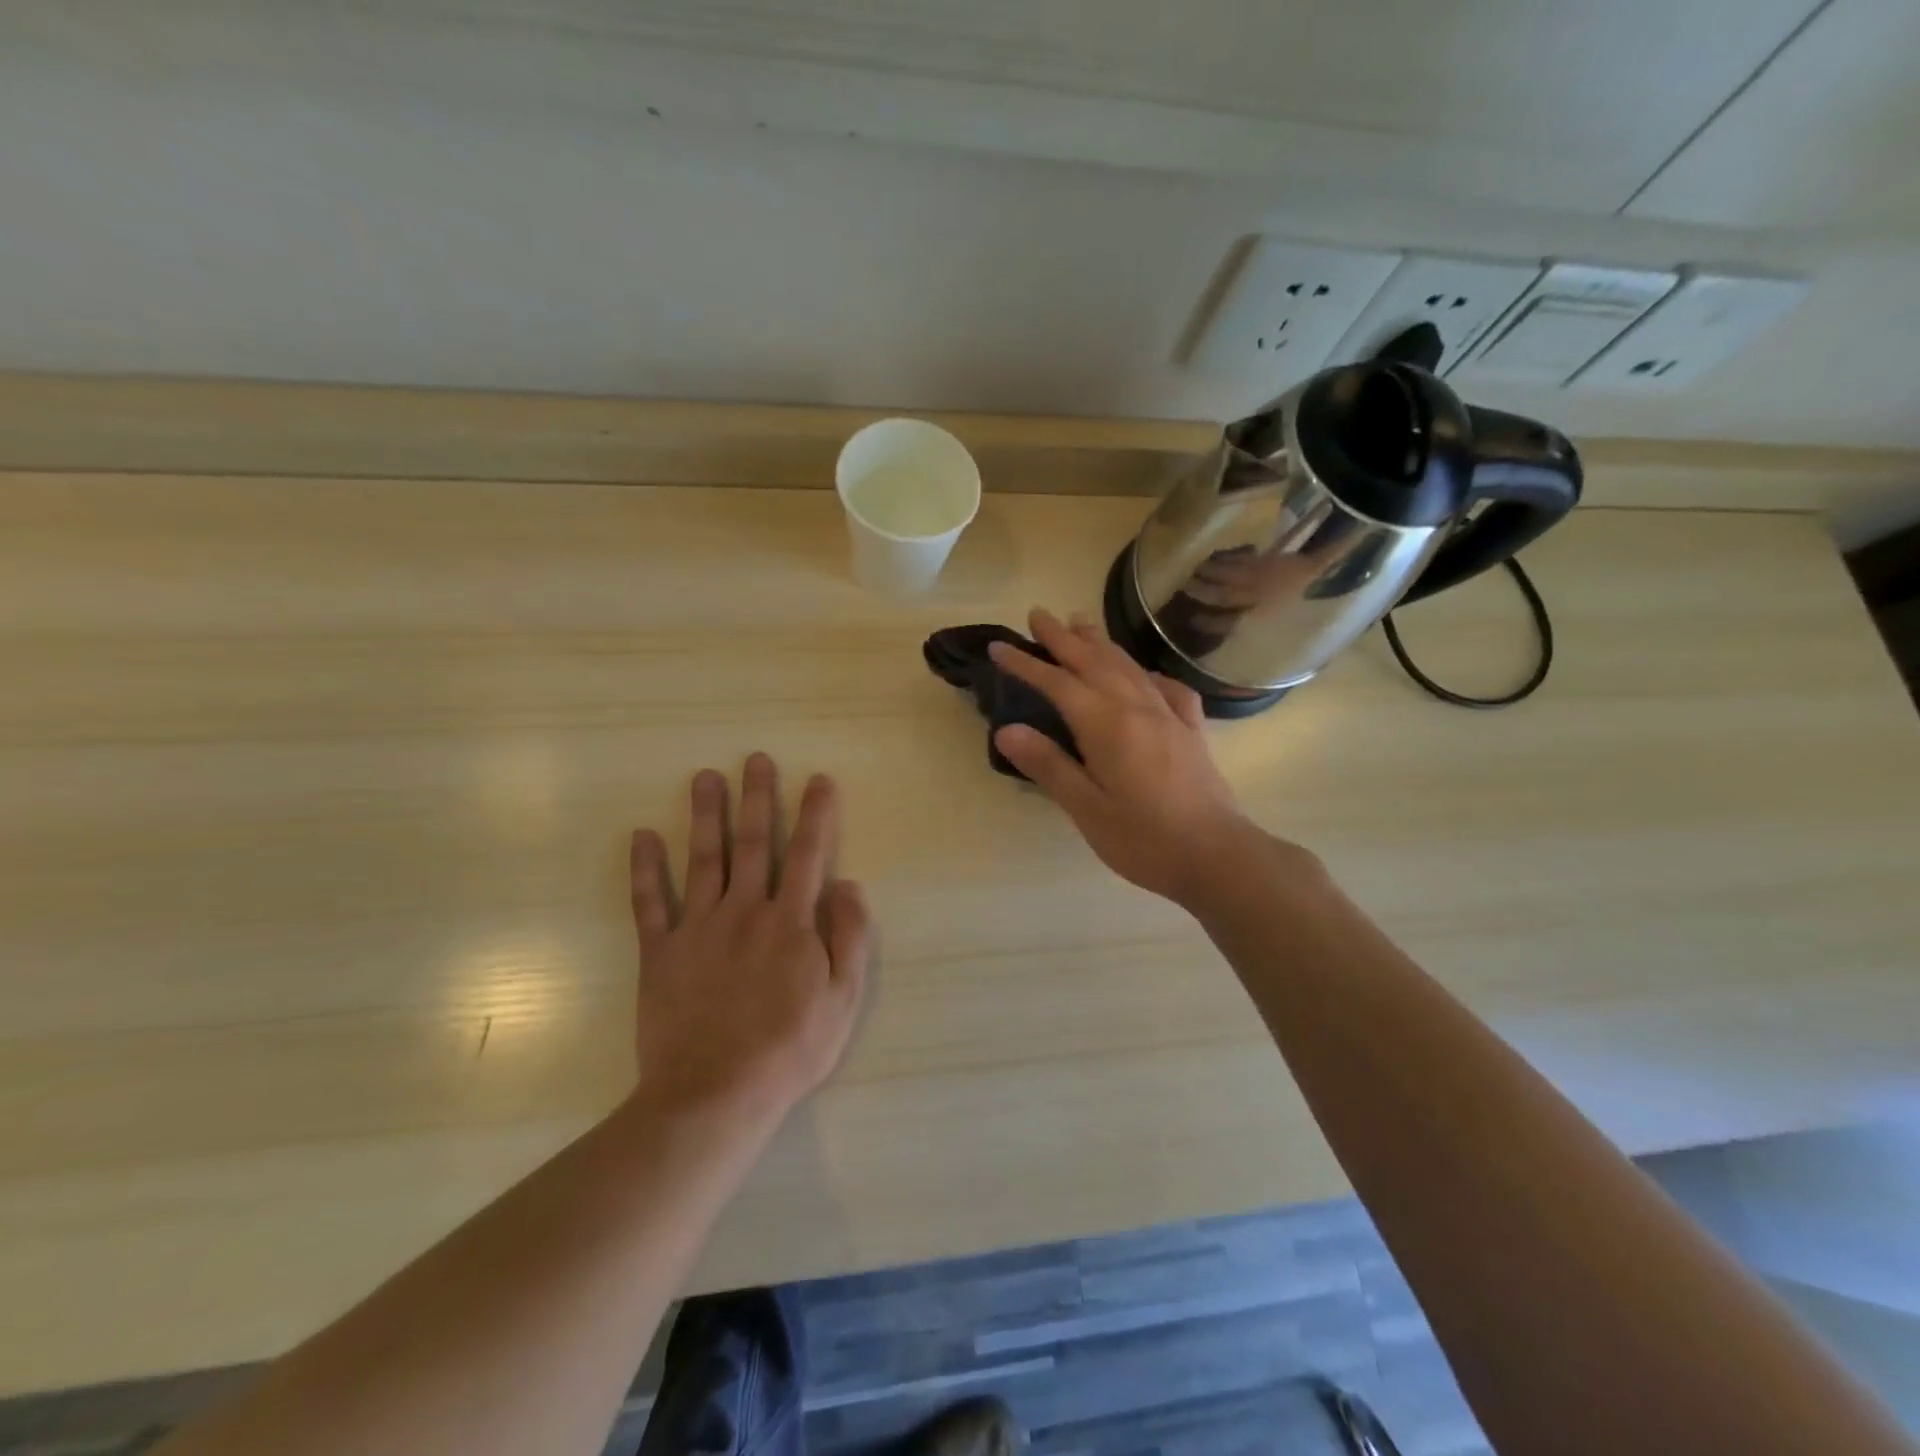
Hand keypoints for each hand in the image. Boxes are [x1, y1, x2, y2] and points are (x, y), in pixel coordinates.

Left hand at [627, 754, 871, 1133]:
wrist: (714, 1094)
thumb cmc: (789, 1048)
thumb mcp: (842, 999)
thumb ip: (849, 936)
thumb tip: (848, 884)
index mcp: (790, 921)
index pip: (807, 854)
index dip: (815, 814)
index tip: (818, 779)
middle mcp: (744, 911)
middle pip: (753, 843)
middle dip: (757, 797)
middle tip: (755, 758)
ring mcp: (698, 928)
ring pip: (703, 859)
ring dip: (705, 815)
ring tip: (704, 776)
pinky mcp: (660, 952)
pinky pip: (650, 903)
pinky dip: (645, 868)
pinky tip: (642, 836)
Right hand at [989, 607, 1274, 907]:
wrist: (1217, 856)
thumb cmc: (1144, 839)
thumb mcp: (1086, 809)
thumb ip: (1049, 766)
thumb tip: (1007, 730)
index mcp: (1106, 725)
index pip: (1057, 684)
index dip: (1026, 664)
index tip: (1000, 647)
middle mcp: (1137, 708)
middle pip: (1094, 662)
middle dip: (1063, 638)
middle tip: (1039, 614)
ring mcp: (1169, 716)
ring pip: (1129, 667)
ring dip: (1101, 643)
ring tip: (1082, 623)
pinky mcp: (1191, 731)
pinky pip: (1168, 689)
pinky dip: (1148, 673)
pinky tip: (1145, 674)